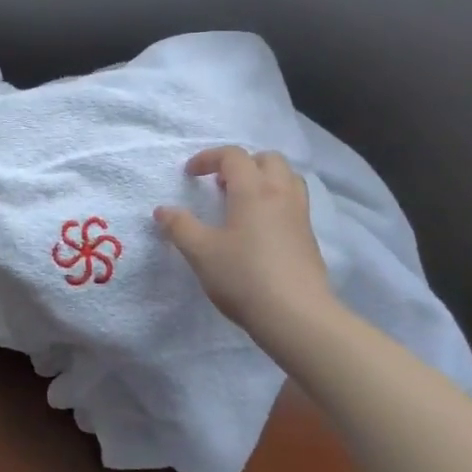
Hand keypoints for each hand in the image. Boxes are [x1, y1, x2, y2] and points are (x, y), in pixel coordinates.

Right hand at [154, 147, 333, 338]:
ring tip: (242, 202)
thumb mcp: (200, 252)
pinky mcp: (309, 237)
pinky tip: (260, 228)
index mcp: (253, 190)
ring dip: (264, 179)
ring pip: (287, 178)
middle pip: (267, 159)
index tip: (190, 174)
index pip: (233, 156)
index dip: (209, 158)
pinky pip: (294, 202)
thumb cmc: (243, 277)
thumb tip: (163, 210)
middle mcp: (281, 194)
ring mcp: (300, 215)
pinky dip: (276, 201)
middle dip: (242, 164)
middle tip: (220, 185)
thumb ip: (180, 227)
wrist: (296, 315)